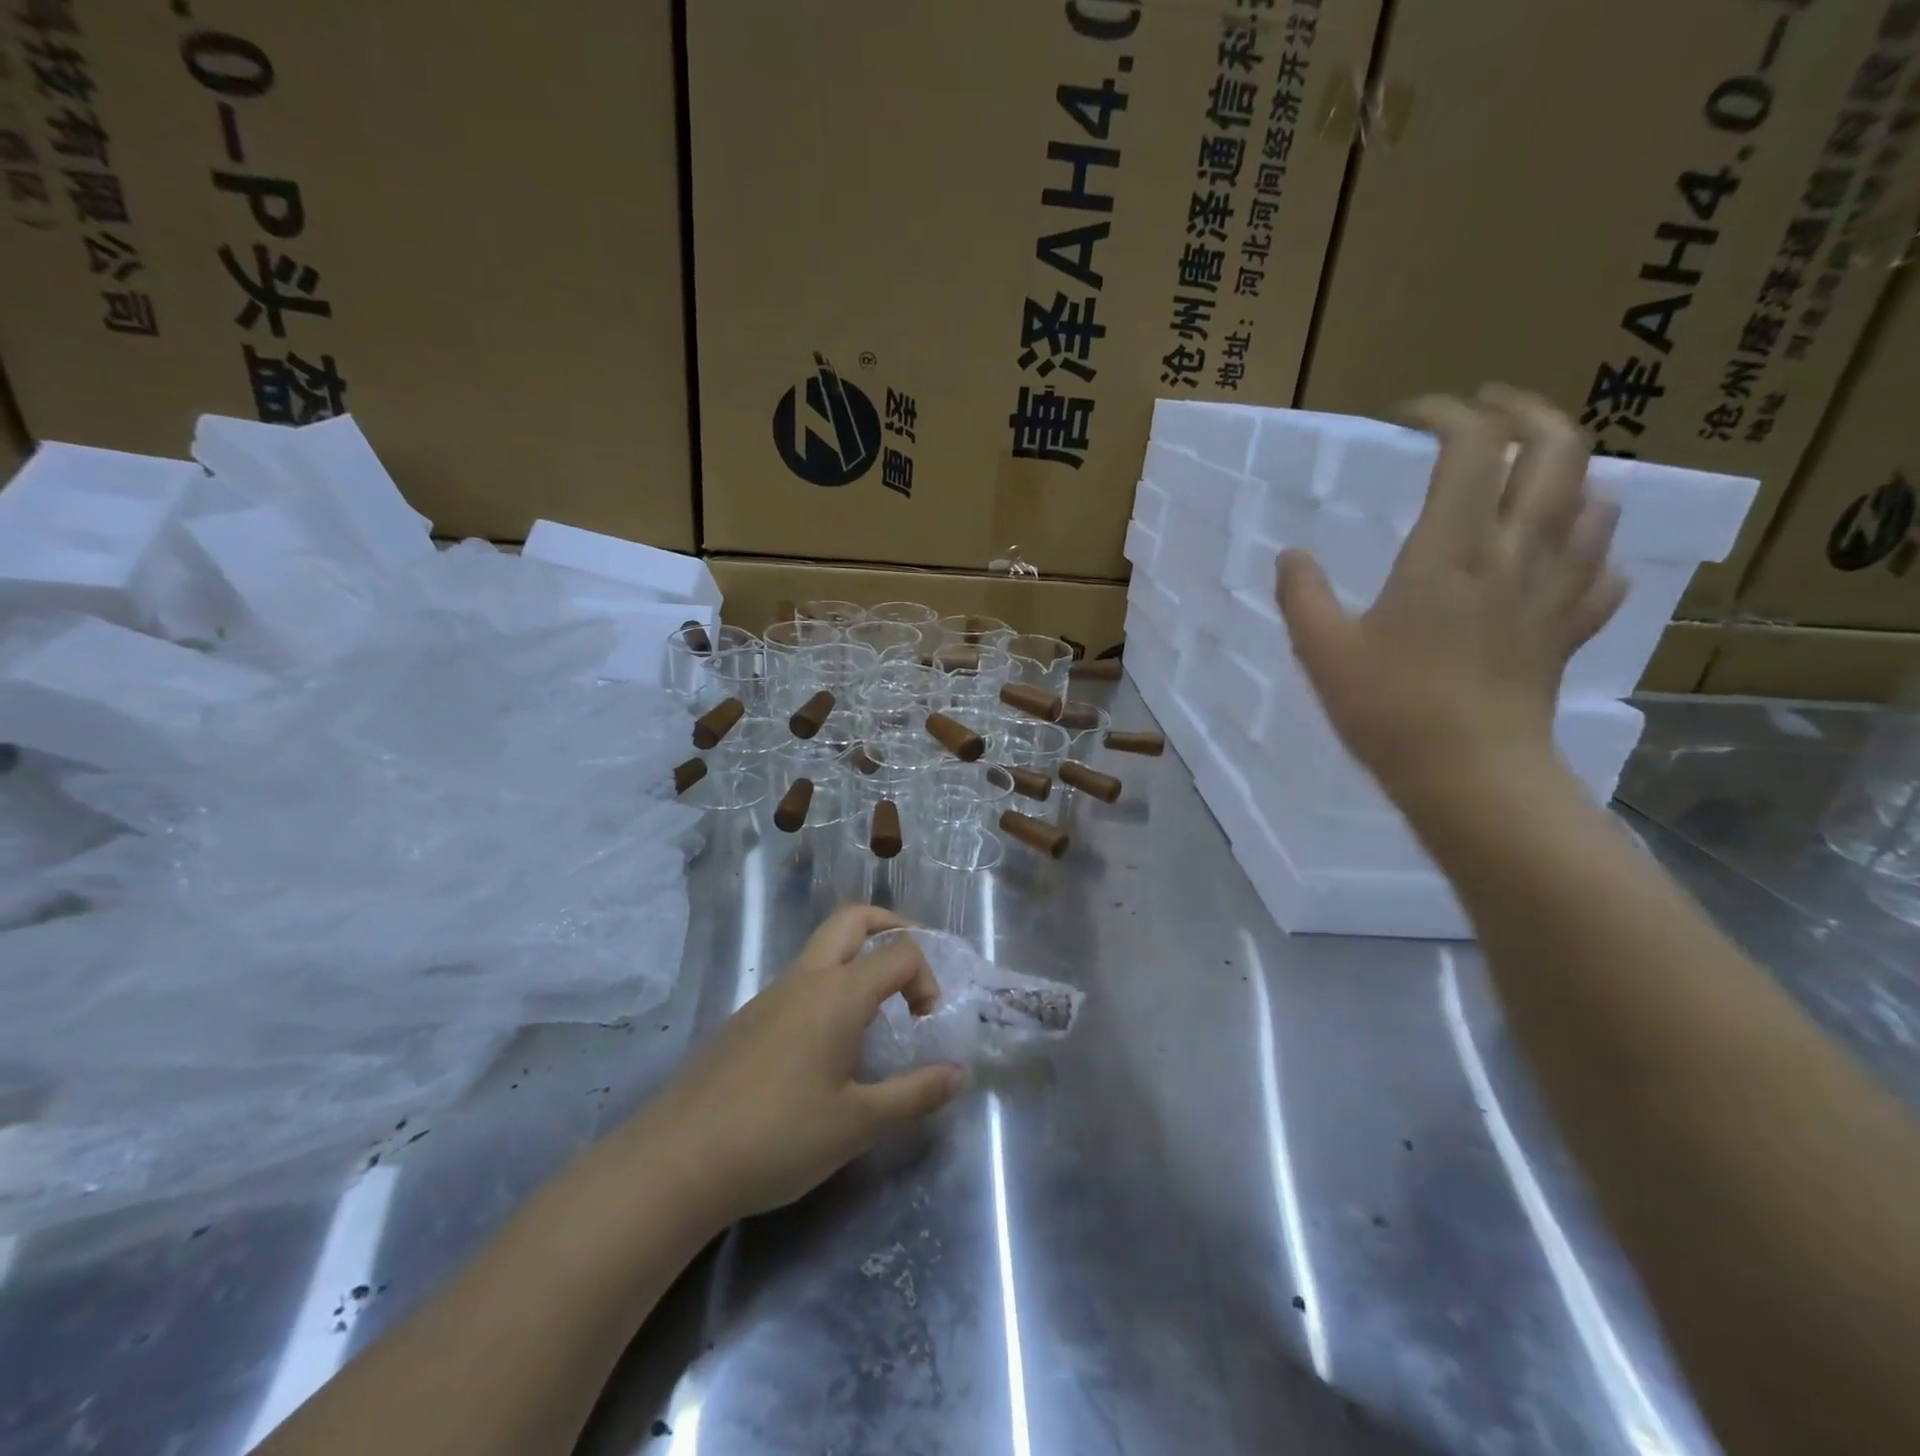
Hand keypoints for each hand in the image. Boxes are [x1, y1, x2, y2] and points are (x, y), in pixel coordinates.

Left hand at [635, 906, 964, 1223]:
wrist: (676, 1161)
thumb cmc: (778, 1137)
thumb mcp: (857, 1124)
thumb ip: (914, 1095)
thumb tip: (958, 1074)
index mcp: (838, 994)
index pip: (900, 954)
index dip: (926, 979)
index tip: (926, 1024)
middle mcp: (805, 979)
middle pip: (853, 919)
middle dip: (892, 927)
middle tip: (913, 964)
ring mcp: (771, 995)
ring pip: (823, 947)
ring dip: (858, 957)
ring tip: (878, 1009)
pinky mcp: (748, 1018)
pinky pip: (800, 979)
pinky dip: (830, 985)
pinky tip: (828, 1043)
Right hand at [1276, 386, 1626, 810]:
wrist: (1470, 775)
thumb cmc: (1389, 709)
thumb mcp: (1322, 651)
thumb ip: (1301, 595)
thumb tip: (1291, 555)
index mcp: (1449, 551)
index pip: (1473, 446)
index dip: (1447, 413)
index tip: (1410, 416)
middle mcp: (1513, 553)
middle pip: (1558, 449)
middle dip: (1527, 411)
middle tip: (1488, 410)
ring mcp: (1553, 589)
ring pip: (1593, 500)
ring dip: (1564, 473)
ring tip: (1524, 478)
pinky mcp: (1570, 628)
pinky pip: (1602, 568)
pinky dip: (1587, 546)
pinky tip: (1560, 556)